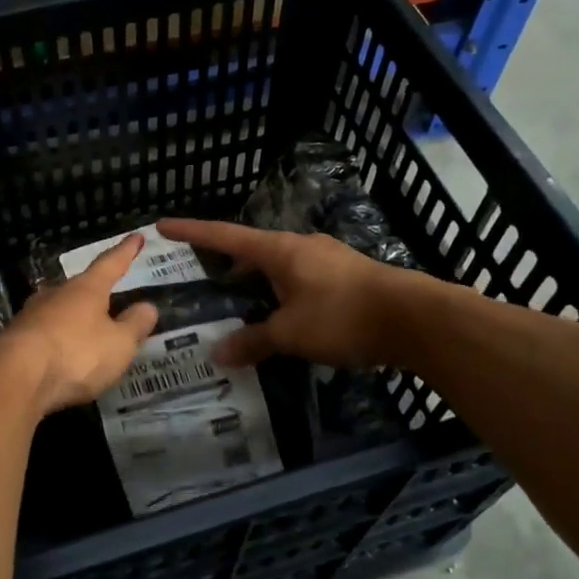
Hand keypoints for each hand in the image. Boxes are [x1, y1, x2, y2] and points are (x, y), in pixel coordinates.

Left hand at [0, 235, 159, 414]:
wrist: (14, 378)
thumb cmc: (76, 354)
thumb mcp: (119, 344)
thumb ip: (134, 325)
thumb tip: (148, 306)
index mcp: (86, 289)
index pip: (111, 264)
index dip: (125, 251)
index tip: (136, 237)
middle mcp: (56, 294)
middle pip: (80, 287)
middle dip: (94, 292)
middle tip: (108, 296)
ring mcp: (31, 316)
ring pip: (58, 310)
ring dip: (72, 318)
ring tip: (85, 329)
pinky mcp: (14, 340)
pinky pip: (43, 334)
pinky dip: (56, 341)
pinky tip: (60, 353)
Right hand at [157, 219, 411, 369]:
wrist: (415, 318)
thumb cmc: (343, 316)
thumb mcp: (291, 334)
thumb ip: (253, 341)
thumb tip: (218, 353)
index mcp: (279, 250)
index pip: (225, 236)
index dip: (193, 231)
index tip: (163, 225)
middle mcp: (300, 246)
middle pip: (253, 250)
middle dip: (227, 264)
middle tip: (204, 280)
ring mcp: (327, 258)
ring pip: (279, 267)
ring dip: (258, 283)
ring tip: (242, 305)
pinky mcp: (347, 275)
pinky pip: (302, 280)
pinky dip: (283, 293)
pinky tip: (284, 316)